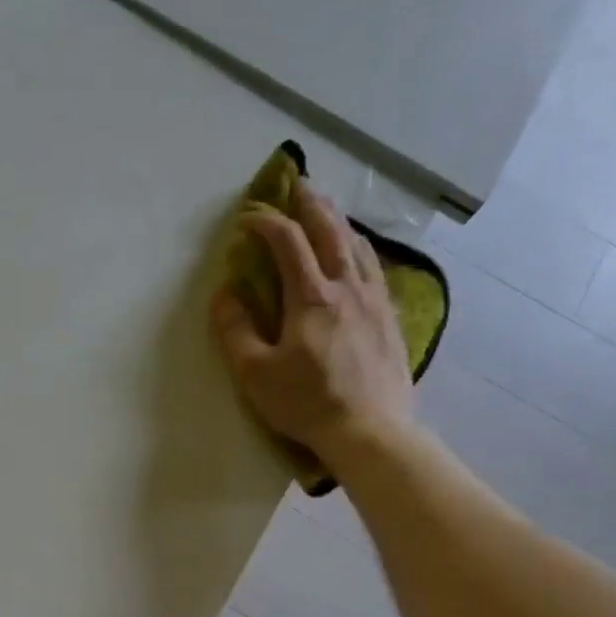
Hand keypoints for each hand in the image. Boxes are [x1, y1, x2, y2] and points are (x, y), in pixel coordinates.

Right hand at [210, 178, 414, 462]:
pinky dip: (362, 251)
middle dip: (311, 204)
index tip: (248, 217)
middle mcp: (347, 287)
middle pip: (331, 231)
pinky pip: (376, 270)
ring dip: (340, 222)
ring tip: (329, 212)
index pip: (287, 242)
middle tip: (298, 185)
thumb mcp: (255, 373)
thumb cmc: (306, 403)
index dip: (266, 222)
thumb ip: (235, 330)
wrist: (369, 432)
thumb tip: (225, 293)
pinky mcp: (391, 320)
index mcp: (311, 296)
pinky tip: (360, 256)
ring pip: (359, 246)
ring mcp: (375, 301)